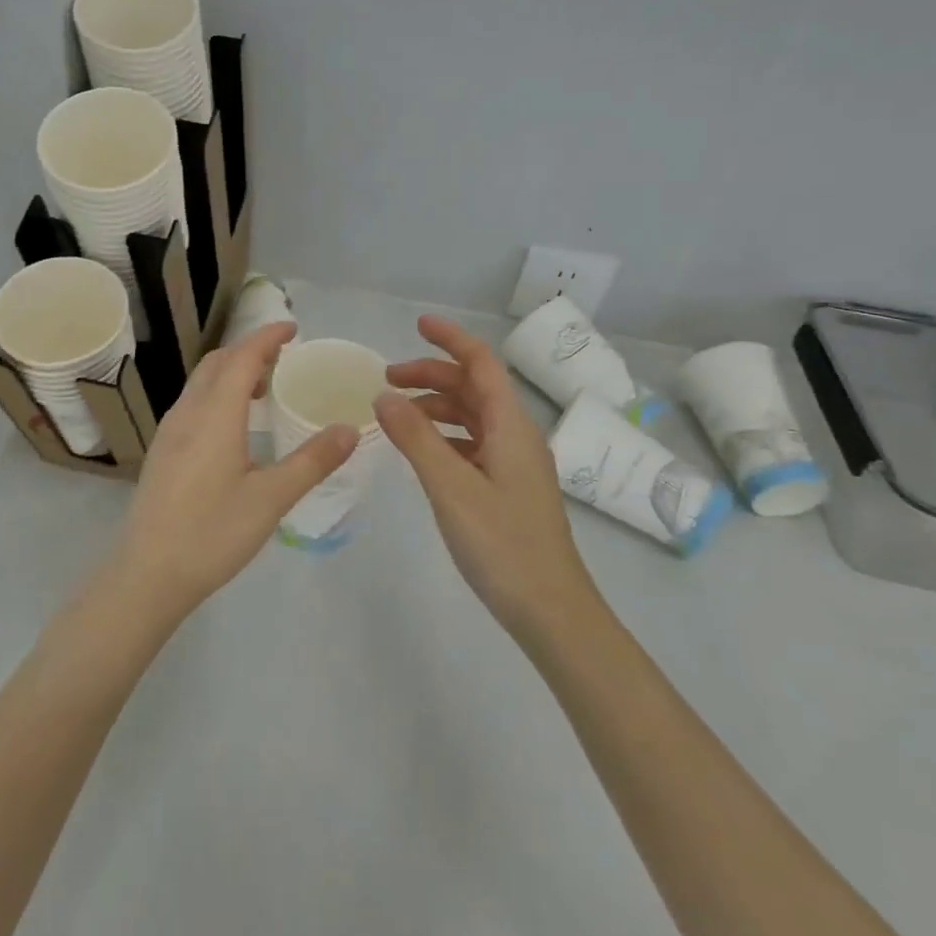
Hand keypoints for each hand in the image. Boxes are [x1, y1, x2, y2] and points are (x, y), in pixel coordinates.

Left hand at [109, 322, 356, 624]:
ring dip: (231, 372)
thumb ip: (312, 461)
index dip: (267, 337)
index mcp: (215, 415)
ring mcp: (170, 431)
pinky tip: (234, 425)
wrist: (147, 574)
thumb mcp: (271, 499)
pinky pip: (193, 403)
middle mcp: (188, 413)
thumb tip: (350, 429)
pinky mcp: (163, 451)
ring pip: (201, 382)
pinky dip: (218, 393)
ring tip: (264, 388)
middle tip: (284, 358)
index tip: (293, 328)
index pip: (242, 357)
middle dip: (249, 350)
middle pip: (217, 363)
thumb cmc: (212, 534)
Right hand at [375, 315, 601, 648]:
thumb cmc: (502, 545)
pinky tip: (421, 452)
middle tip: (386, 380)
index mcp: (510, 425)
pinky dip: (444, 436)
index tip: (417, 325)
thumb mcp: (451, 488)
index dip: (451, 339)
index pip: (481, 363)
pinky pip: (472, 444)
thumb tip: (383, 397)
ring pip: (472, 417)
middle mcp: (516, 435)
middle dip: (432, 374)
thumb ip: (416, 439)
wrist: (551, 611)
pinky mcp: (508, 488)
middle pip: (473, 387)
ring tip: (396, 415)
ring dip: (435, 406)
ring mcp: (514, 463)